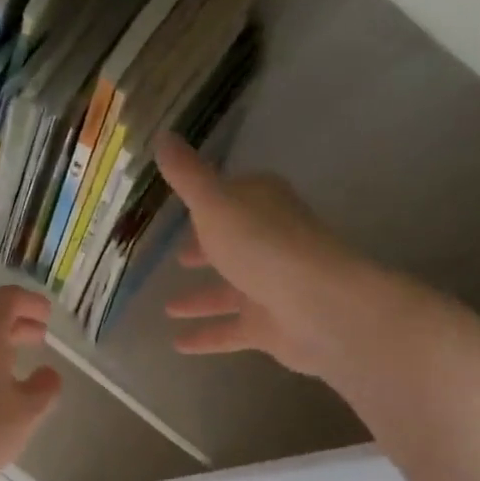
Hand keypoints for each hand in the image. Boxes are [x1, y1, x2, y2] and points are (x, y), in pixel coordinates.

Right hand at [155, 134, 379, 376]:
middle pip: (234, 243)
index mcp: (262, 206)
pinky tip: (178, 345)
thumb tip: (162, 135)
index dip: (211, 201)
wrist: (317, 306)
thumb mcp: (215, 204)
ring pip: (230, 291)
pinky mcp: (271, 325)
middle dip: (208, 250)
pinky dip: (207, 336)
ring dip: (201, 298)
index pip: (234, 196)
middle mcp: (270, 242)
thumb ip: (188, 176)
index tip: (187, 207)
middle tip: (179, 257)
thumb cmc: (263, 245)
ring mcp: (272, 286)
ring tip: (168, 308)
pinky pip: (232, 330)